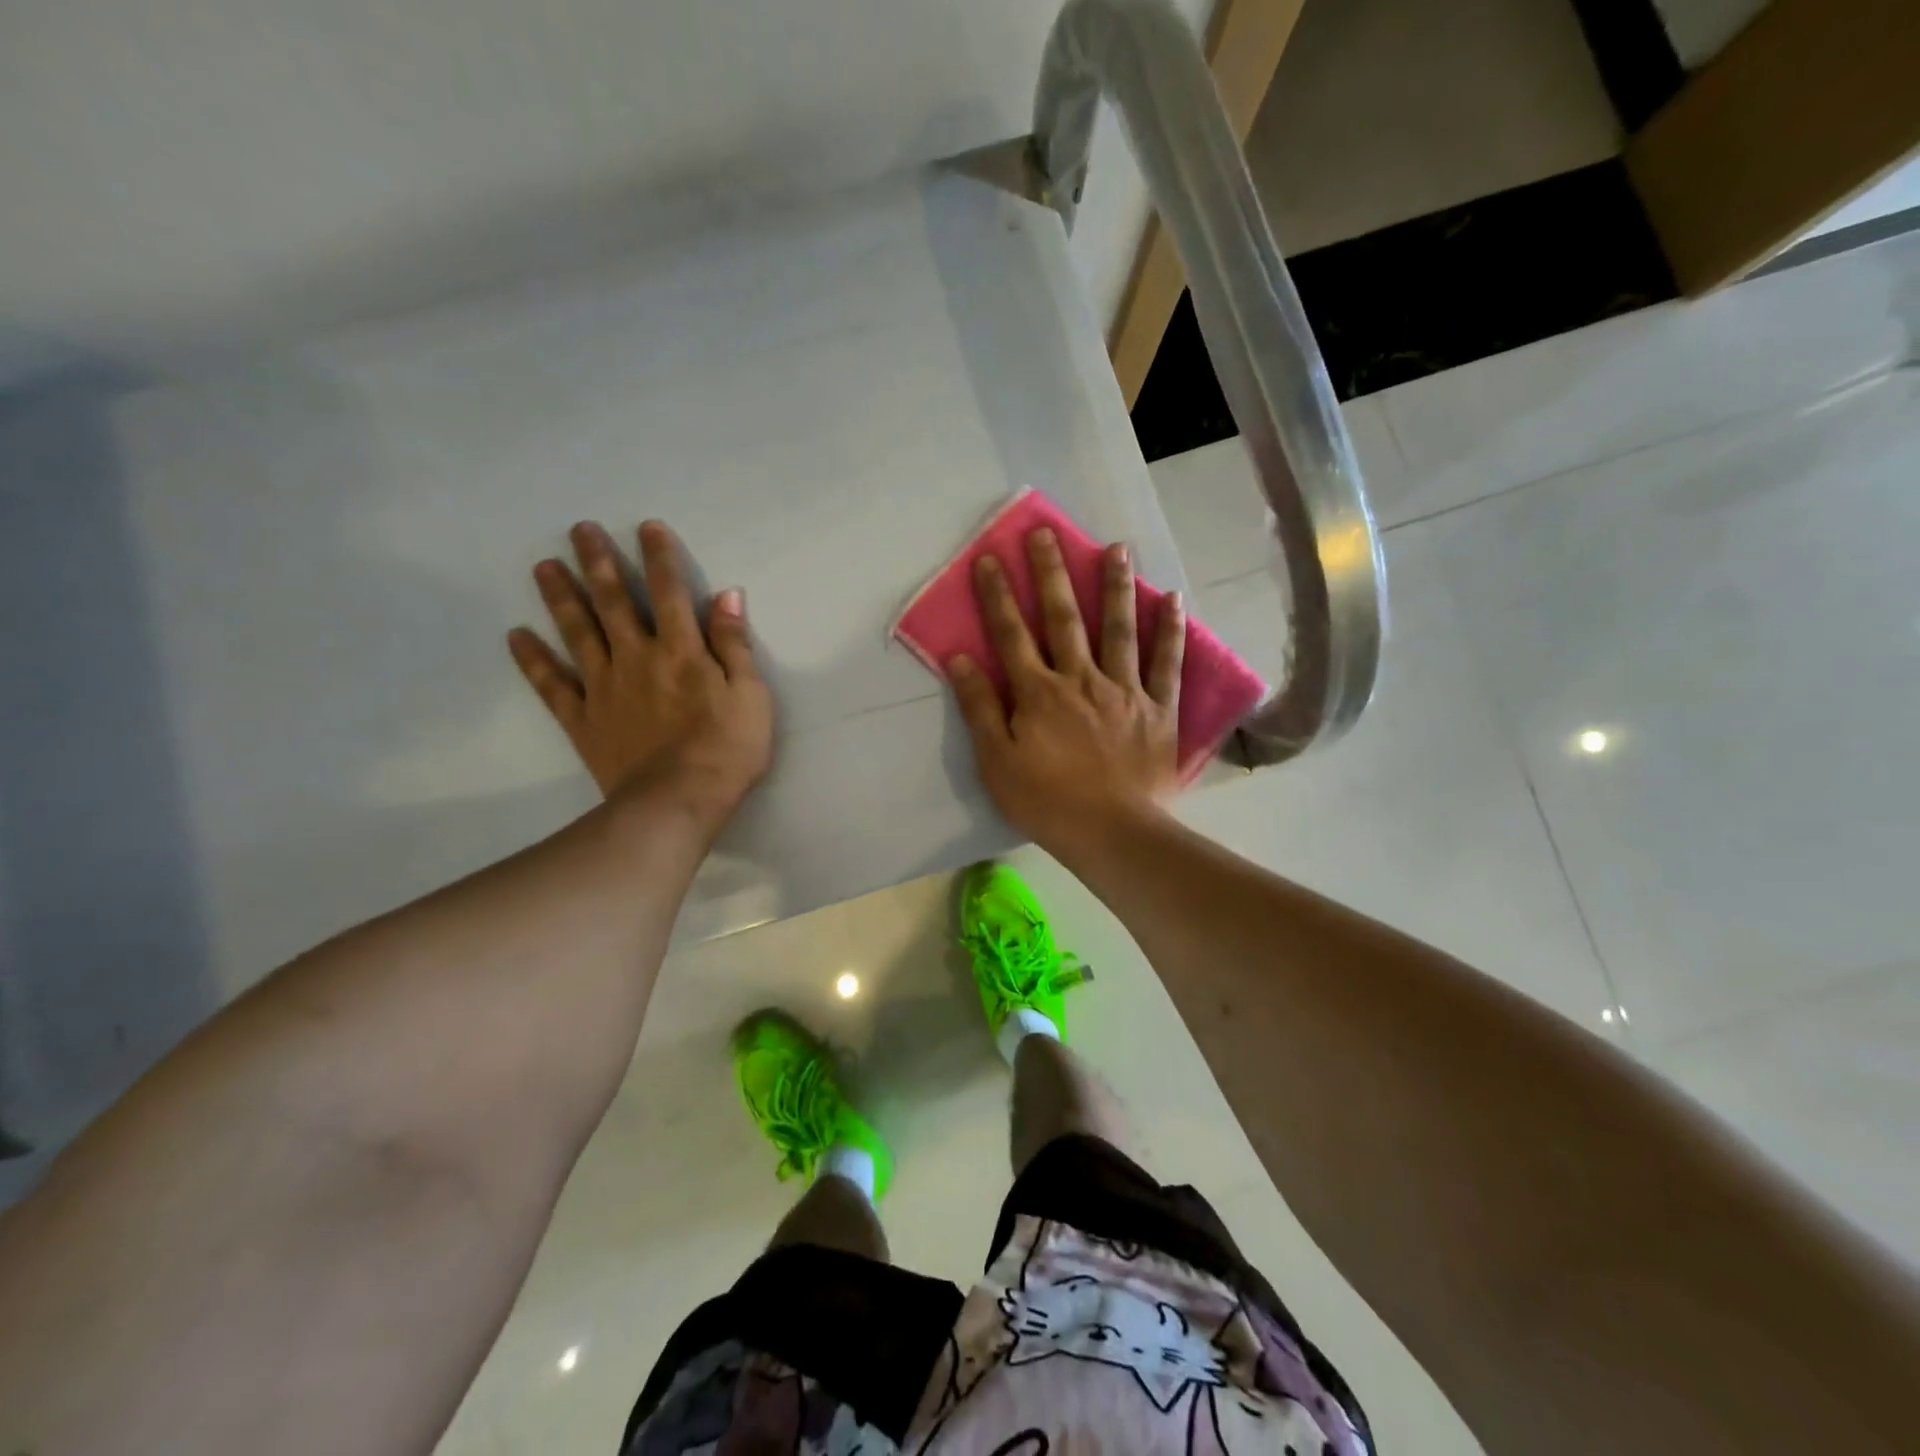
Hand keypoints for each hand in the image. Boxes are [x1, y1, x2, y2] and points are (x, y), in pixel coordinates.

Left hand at [508, 520, 772, 822]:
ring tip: (542, 565)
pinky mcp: (582, 719)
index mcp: (681, 650)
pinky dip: (532, 660)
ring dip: (560, 597)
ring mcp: (603, 687)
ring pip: (577, 632)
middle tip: (579, 529)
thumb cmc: (726, 749)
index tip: (646, 527)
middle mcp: (636, 657)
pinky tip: (516, 636)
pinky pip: (552, 684)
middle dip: (599, 562)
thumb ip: (735, 645)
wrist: (677, 802)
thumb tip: (727, 596)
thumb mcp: (751, 695)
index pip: (669, 592)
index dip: (659, 557)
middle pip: (613, 601)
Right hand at [947, 527, 1184, 851]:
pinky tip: (1172, 599)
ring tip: (1117, 548)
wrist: (1113, 833)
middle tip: (1046, 533)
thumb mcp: (997, 762)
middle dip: (1052, 573)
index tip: (990, 558)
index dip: (998, 595)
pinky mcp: (1158, 708)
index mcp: (1039, 693)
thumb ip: (979, 709)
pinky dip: (1170, 631)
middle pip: (1064, 618)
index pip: (1012, 634)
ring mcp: (1124, 690)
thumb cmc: (1046, 802)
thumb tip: (960, 659)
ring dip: (1116, 586)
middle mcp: (1081, 679)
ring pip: (1119, 629)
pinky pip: (1166, 664)